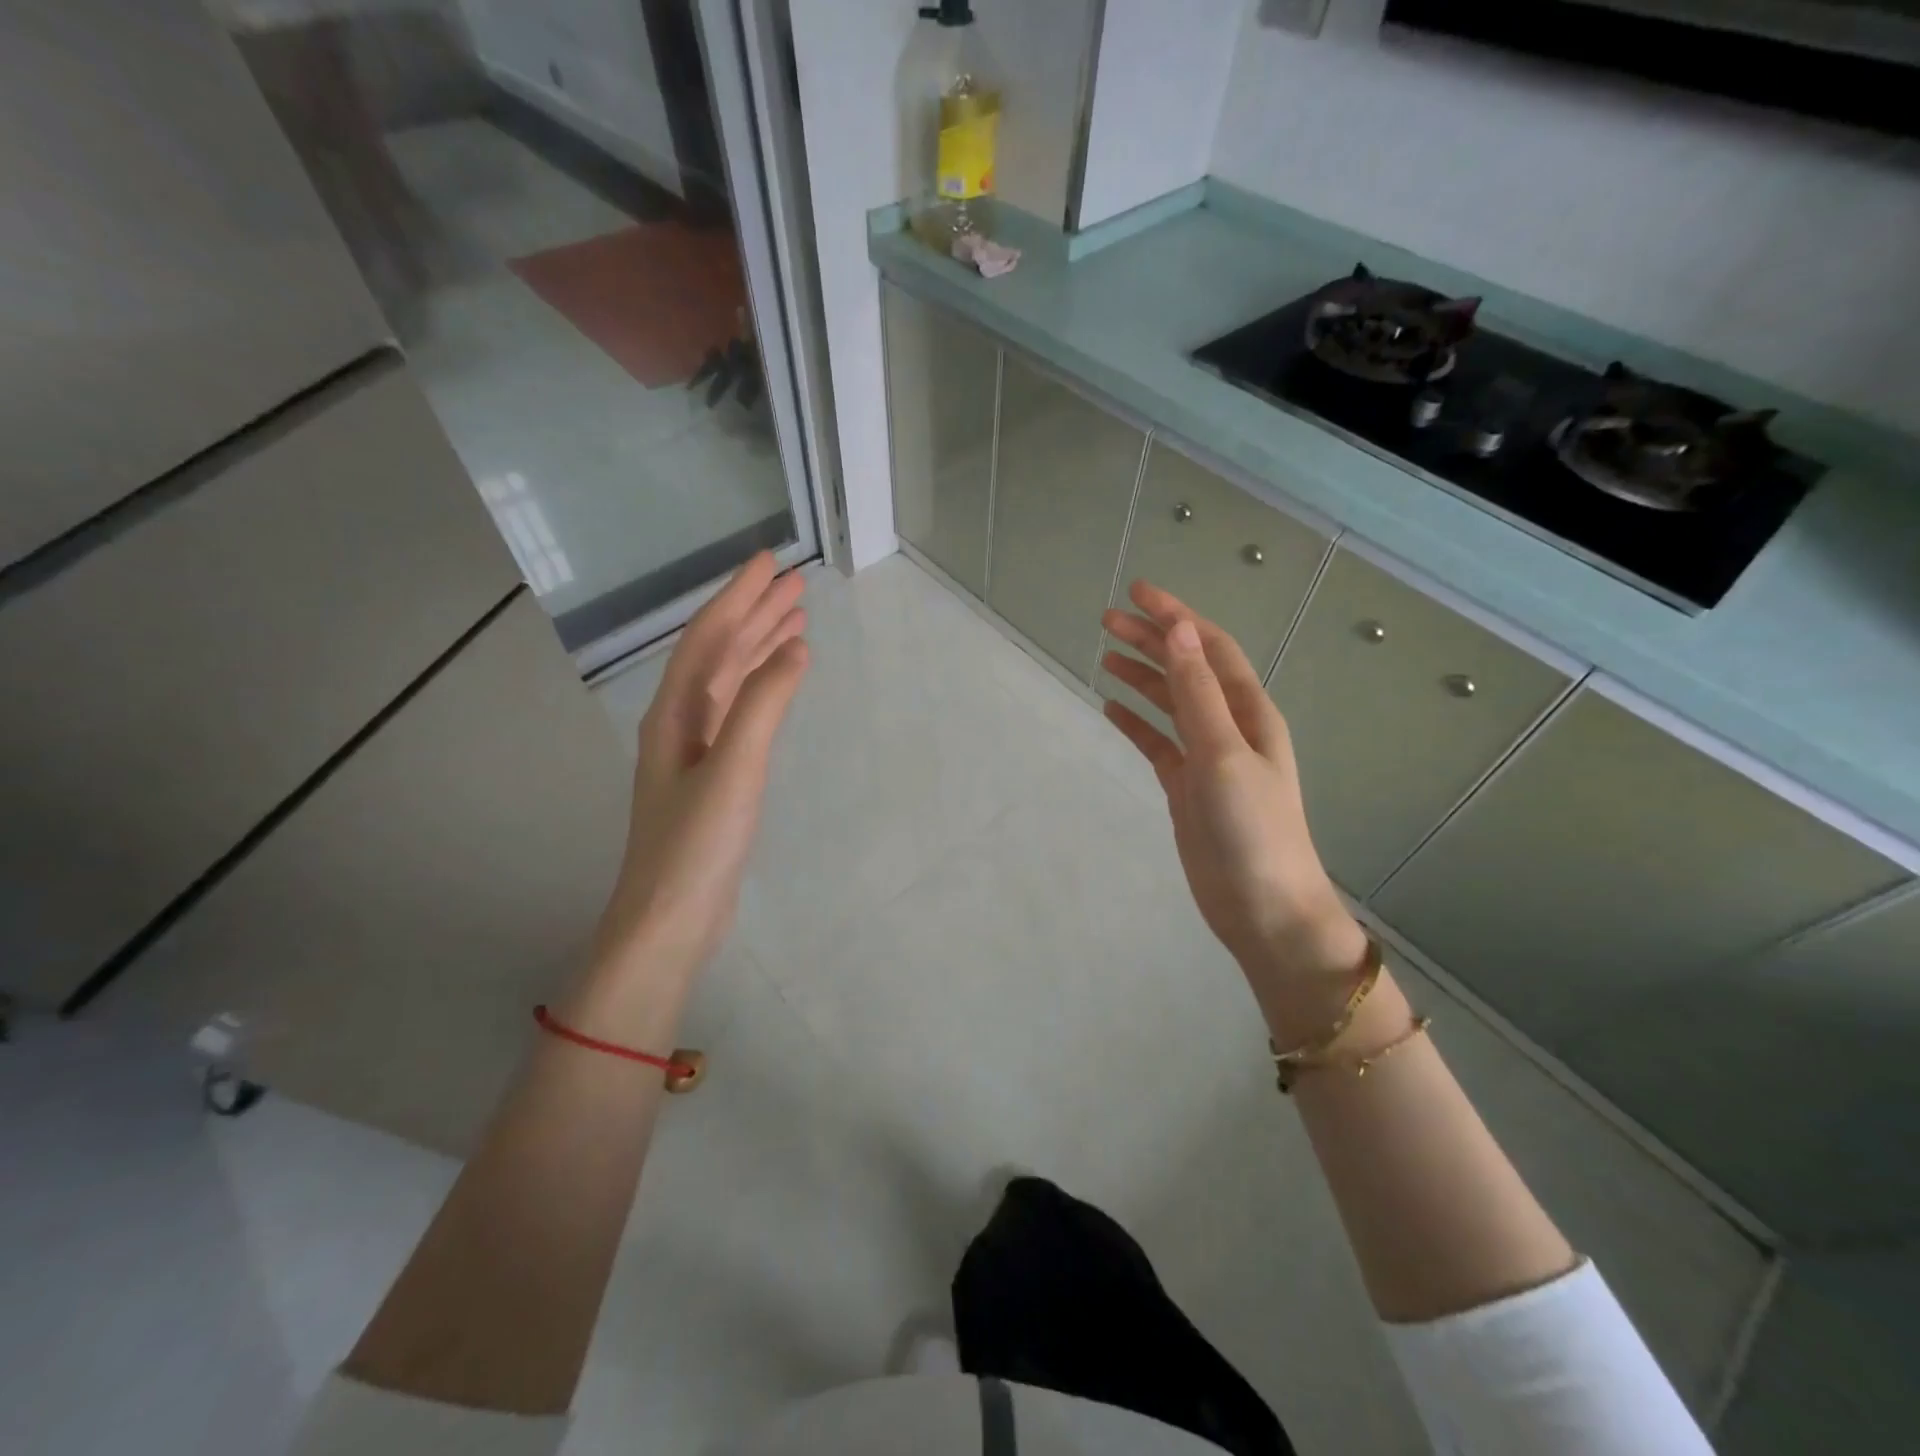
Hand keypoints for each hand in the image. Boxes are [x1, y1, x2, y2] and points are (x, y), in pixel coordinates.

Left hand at [567, 552, 808, 1037]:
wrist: (669, 918)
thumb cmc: (696, 843)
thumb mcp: (734, 769)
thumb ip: (763, 705)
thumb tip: (795, 649)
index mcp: (674, 712)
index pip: (710, 637)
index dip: (740, 597)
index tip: (771, 562)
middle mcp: (680, 721)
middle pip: (719, 652)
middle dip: (754, 614)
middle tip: (795, 583)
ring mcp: (696, 749)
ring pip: (730, 681)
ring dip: (760, 647)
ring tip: (795, 620)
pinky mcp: (714, 775)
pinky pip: (740, 711)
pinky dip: (762, 688)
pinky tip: (781, 681)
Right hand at [1101, 582, 1368, 1040]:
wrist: (1264, 909)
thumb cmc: (1252, 829)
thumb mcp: (1224, 753)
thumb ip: (1198, 692)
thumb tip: (1179, 631)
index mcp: (1248, 711)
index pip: (1209, 648)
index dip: (1176, 617)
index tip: (1137, 592)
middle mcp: (1230, 726)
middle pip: (1186, 669)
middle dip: (1151, 640)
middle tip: (1106, 619)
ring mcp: (1208, 758)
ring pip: (1170, 703)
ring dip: (1142, 676)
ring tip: (1105, 654)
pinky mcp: (1188, 787)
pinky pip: (1158, 742)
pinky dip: (1136, 722)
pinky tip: (1112, 707)